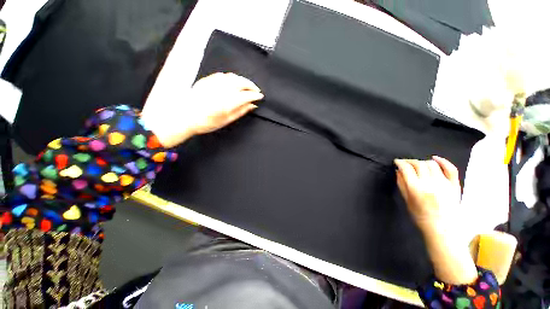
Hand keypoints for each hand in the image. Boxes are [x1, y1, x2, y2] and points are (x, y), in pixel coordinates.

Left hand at [142, 72, 263, 147]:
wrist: (184, 116)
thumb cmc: (206, 122)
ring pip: (233, 77)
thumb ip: (241, 111)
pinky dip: (231, 77)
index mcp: (228, 102)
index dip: (255, 95)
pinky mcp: (207, 80)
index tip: (260, 96)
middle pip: (242, 82)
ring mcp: (214, 82)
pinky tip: (233, 81)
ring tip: (247, 85)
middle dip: (251, 85)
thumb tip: (252, 105)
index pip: (247, 95)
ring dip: (243, 80)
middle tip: (256, 90)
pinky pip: (223, 75)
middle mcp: (223, 89)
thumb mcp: (226, 120)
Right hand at [395, 156, 477, 284]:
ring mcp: (444, 183)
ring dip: (422, 162)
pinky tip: (435, 158)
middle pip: (419, 164)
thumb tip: (398, 171)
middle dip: (410, 161)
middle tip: (405, 163)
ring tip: (418, 165)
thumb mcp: (407, 201)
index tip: (397, 162)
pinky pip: (450, 169)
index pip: (407, 169)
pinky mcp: (454, 185)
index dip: (400, 162)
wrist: (443, 228)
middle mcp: (430, 183)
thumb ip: (402, 184)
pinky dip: (443, 161)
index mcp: (416, 189)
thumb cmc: (421, 216)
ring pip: (432, 164)